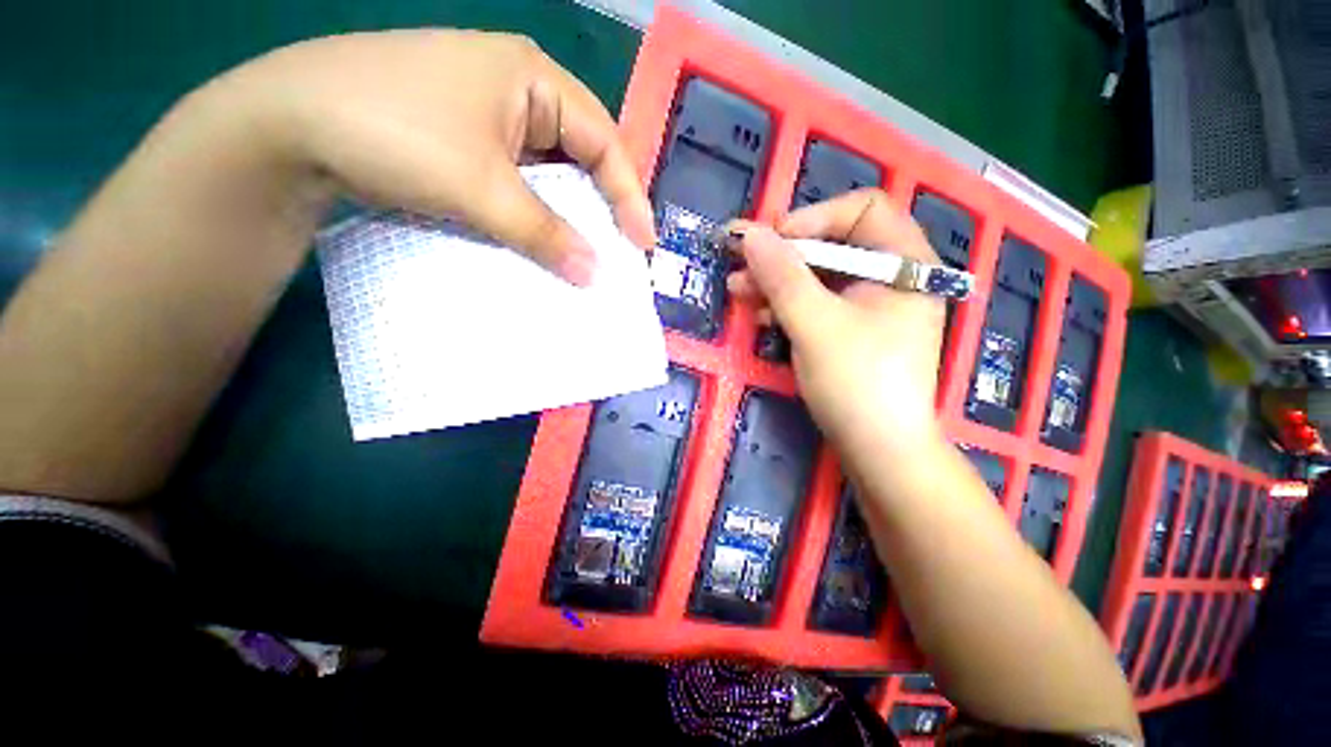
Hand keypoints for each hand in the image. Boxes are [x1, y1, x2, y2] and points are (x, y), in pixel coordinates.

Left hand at [207, 29, 655, 283]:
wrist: (284, 124)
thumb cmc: (393, 133)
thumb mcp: (481, 188)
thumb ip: (546, 233)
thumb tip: (594, 274)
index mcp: (532, 78)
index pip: (604, 142)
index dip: (629, 196)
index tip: (643, 245)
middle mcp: (517, 89)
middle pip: (581, 153)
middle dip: (604, 205)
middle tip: (621, 250)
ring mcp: (489, 113)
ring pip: (550, 170)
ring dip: (569, 212)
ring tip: (588, 251)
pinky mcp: (465, 138)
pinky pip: (520, 178)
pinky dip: (537, 211)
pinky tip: (543, 236)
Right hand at [726, 190, 945, 457]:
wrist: (878, 451)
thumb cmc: (857, 383)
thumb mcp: (815, 324)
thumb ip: (782, 276)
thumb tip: (749, 234)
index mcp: (904, 263)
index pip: (862, 210)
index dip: (813, 217)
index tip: (771, 241)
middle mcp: (892, 278)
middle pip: (835, 244)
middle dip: (784, 254)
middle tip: (739, 263)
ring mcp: (870, 307)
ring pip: (819, 277)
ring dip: (777, 281)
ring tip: (738, 290)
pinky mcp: (851, 331)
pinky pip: (817, 304)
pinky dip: (787, 305)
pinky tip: (759, 316)